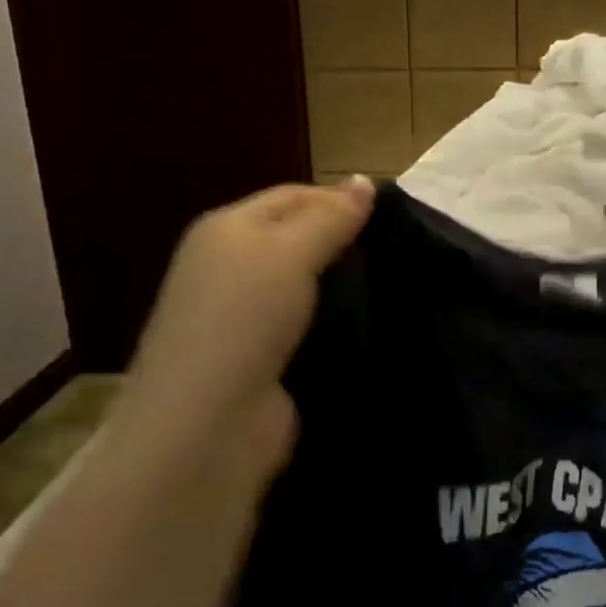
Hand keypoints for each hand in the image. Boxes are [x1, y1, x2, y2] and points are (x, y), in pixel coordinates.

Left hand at [118, 179, 374, 490]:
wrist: (207, 426)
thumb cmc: (244, 320)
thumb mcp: (289, 253)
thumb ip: (330, 217)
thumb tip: (365, 180)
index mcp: (227, 230)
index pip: (292, 196)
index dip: (339, 199)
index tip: (392, 216)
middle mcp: (230, 267)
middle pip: (298, 239)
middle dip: (344, 242)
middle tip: (398, 250)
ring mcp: (244, 317)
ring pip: (307, 285)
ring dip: (343, 285)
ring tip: (395, 282)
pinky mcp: (263, 359)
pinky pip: (309, 325)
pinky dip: (336, 322)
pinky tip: (371, 321)